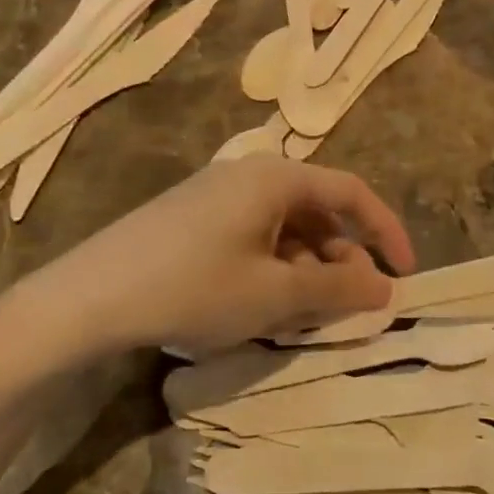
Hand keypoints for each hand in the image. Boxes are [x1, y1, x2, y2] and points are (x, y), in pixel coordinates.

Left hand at [9, 157, 413, 355]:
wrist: (88, 297)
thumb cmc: (193, 287)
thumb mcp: (273, 295)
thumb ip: (336, 291)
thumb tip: (385, 289)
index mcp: (276, 177)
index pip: (351, 193)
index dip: (386, 232)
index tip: (405, 275)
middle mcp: (249, 175)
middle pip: (317, 212)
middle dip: (342, 261)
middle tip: (348, 309)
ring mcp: (216, 196)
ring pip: (284, 229)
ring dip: (307, 270)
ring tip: (304, 318)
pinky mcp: (192, 220)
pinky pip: (253, 238)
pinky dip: (273, 269)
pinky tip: (262, 307)